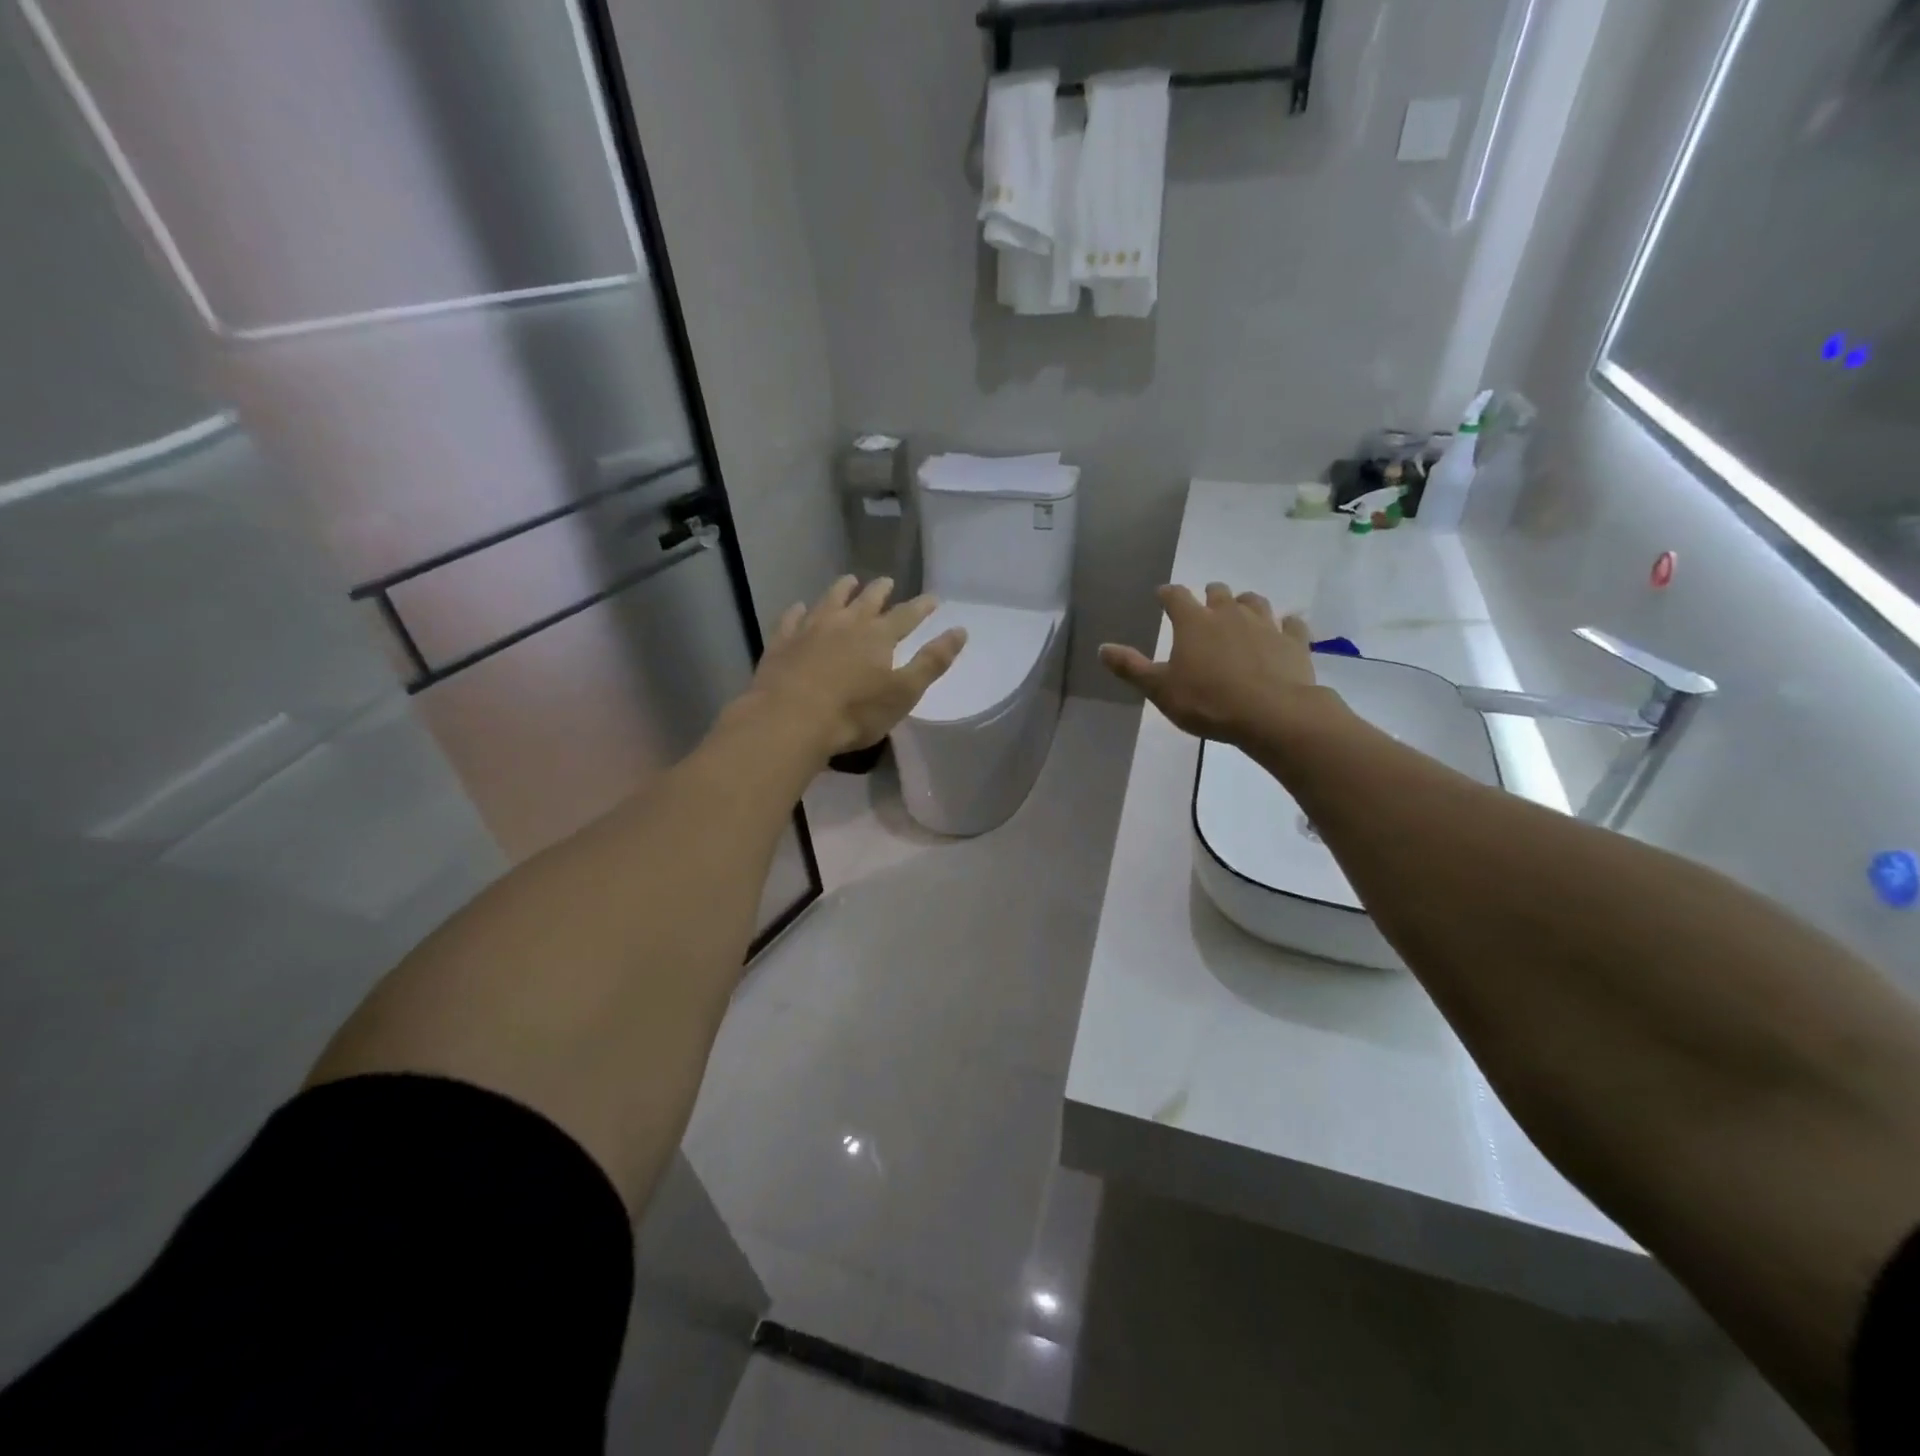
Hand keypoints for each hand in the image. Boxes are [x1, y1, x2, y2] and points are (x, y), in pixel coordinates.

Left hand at [745, 576, 967, 757]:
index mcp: (878, 636)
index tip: (933, 598)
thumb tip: (960, 630)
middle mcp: (845, 624)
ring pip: (829, 601)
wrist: (791, 719)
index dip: (921, 607)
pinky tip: (799, 608)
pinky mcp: (782, 643)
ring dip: (841, 590)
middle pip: (866, 601)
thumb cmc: (855, 712)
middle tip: (886, 581)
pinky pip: (791, 619)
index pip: (906, 615)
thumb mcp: (904, 692)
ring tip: (849, 580)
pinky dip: (798, 611)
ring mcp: (810, 630)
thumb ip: (932, 661)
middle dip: (880, 591)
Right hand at [1100, 583, 1331, 746]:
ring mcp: (1265, 625)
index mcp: (1193, 622)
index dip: (1167, 595)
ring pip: (1254, 602)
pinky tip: (1284, 630)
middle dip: (1209, 596)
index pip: (1175, 597)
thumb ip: (1131, 667)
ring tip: (1241, 614)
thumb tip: (1102, 648)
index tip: (1162, 596)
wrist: (1272, 714)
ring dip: (1245, 604)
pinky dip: (1285, 625)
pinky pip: (1291, 625)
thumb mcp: (1160, 689)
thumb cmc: (1207, 701)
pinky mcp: (1294, 642)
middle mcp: (1229, 614)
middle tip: (1205, 607)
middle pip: (1218, 593)